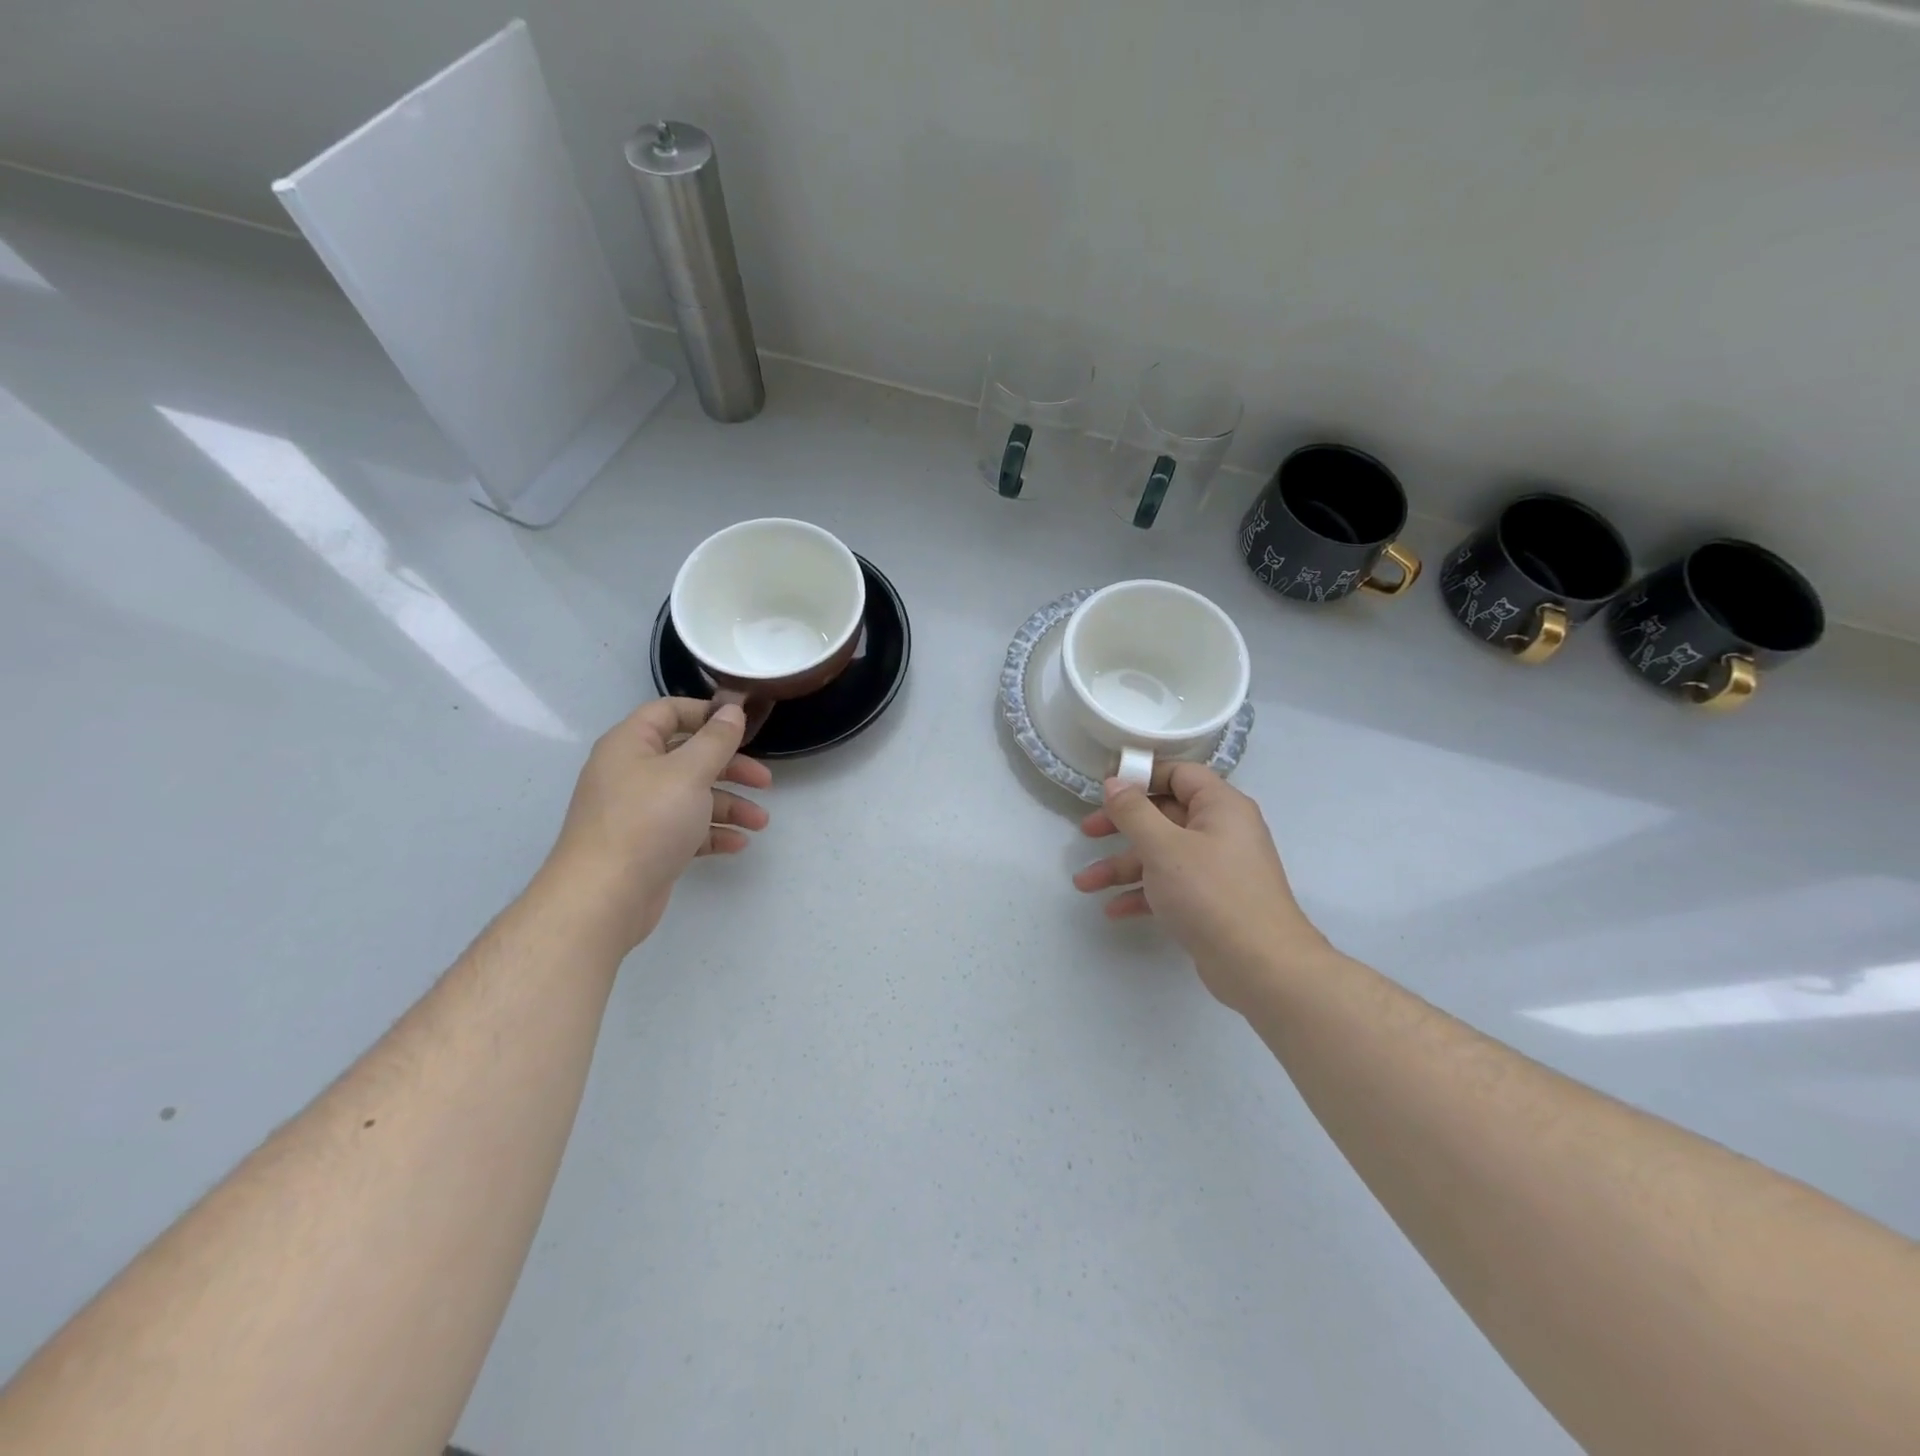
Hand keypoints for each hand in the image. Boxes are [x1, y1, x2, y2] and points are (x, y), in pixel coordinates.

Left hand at [542, 698, 771, 952]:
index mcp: (631, 745)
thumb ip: (716, 740)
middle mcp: (631, 773)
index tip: (742, 726)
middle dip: (730, 768)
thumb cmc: (647, 822)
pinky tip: (738, 844)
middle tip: (765, 781)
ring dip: (729, 805)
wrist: (604, 897)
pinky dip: (712, 833)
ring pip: (692, 796)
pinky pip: (686, 829)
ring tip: (760, 823)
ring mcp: (638, 812)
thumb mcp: (689, 772)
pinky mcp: (646, 845)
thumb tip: (732, 710)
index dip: (706, 713)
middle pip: (688, 757)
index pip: (668, 712)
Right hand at [1073, 764, 1330, 1012]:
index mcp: (1220, 806)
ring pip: (1162, 855)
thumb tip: (1114, 782)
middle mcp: (1222, 831)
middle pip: (1164, 815)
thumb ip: (1134, 812)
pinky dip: (1143, 894)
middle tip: (1086, 833)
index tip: (1105, 790)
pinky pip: (1170, 886)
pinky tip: (1113, 909)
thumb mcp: (1163, 847)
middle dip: (1121, 827)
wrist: (1261, 967)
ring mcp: (1217, 868)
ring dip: (1122, 866)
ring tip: (1083, 884)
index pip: (1179, 774)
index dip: (1141, 777)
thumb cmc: (1210, 893)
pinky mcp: (1211, 901)